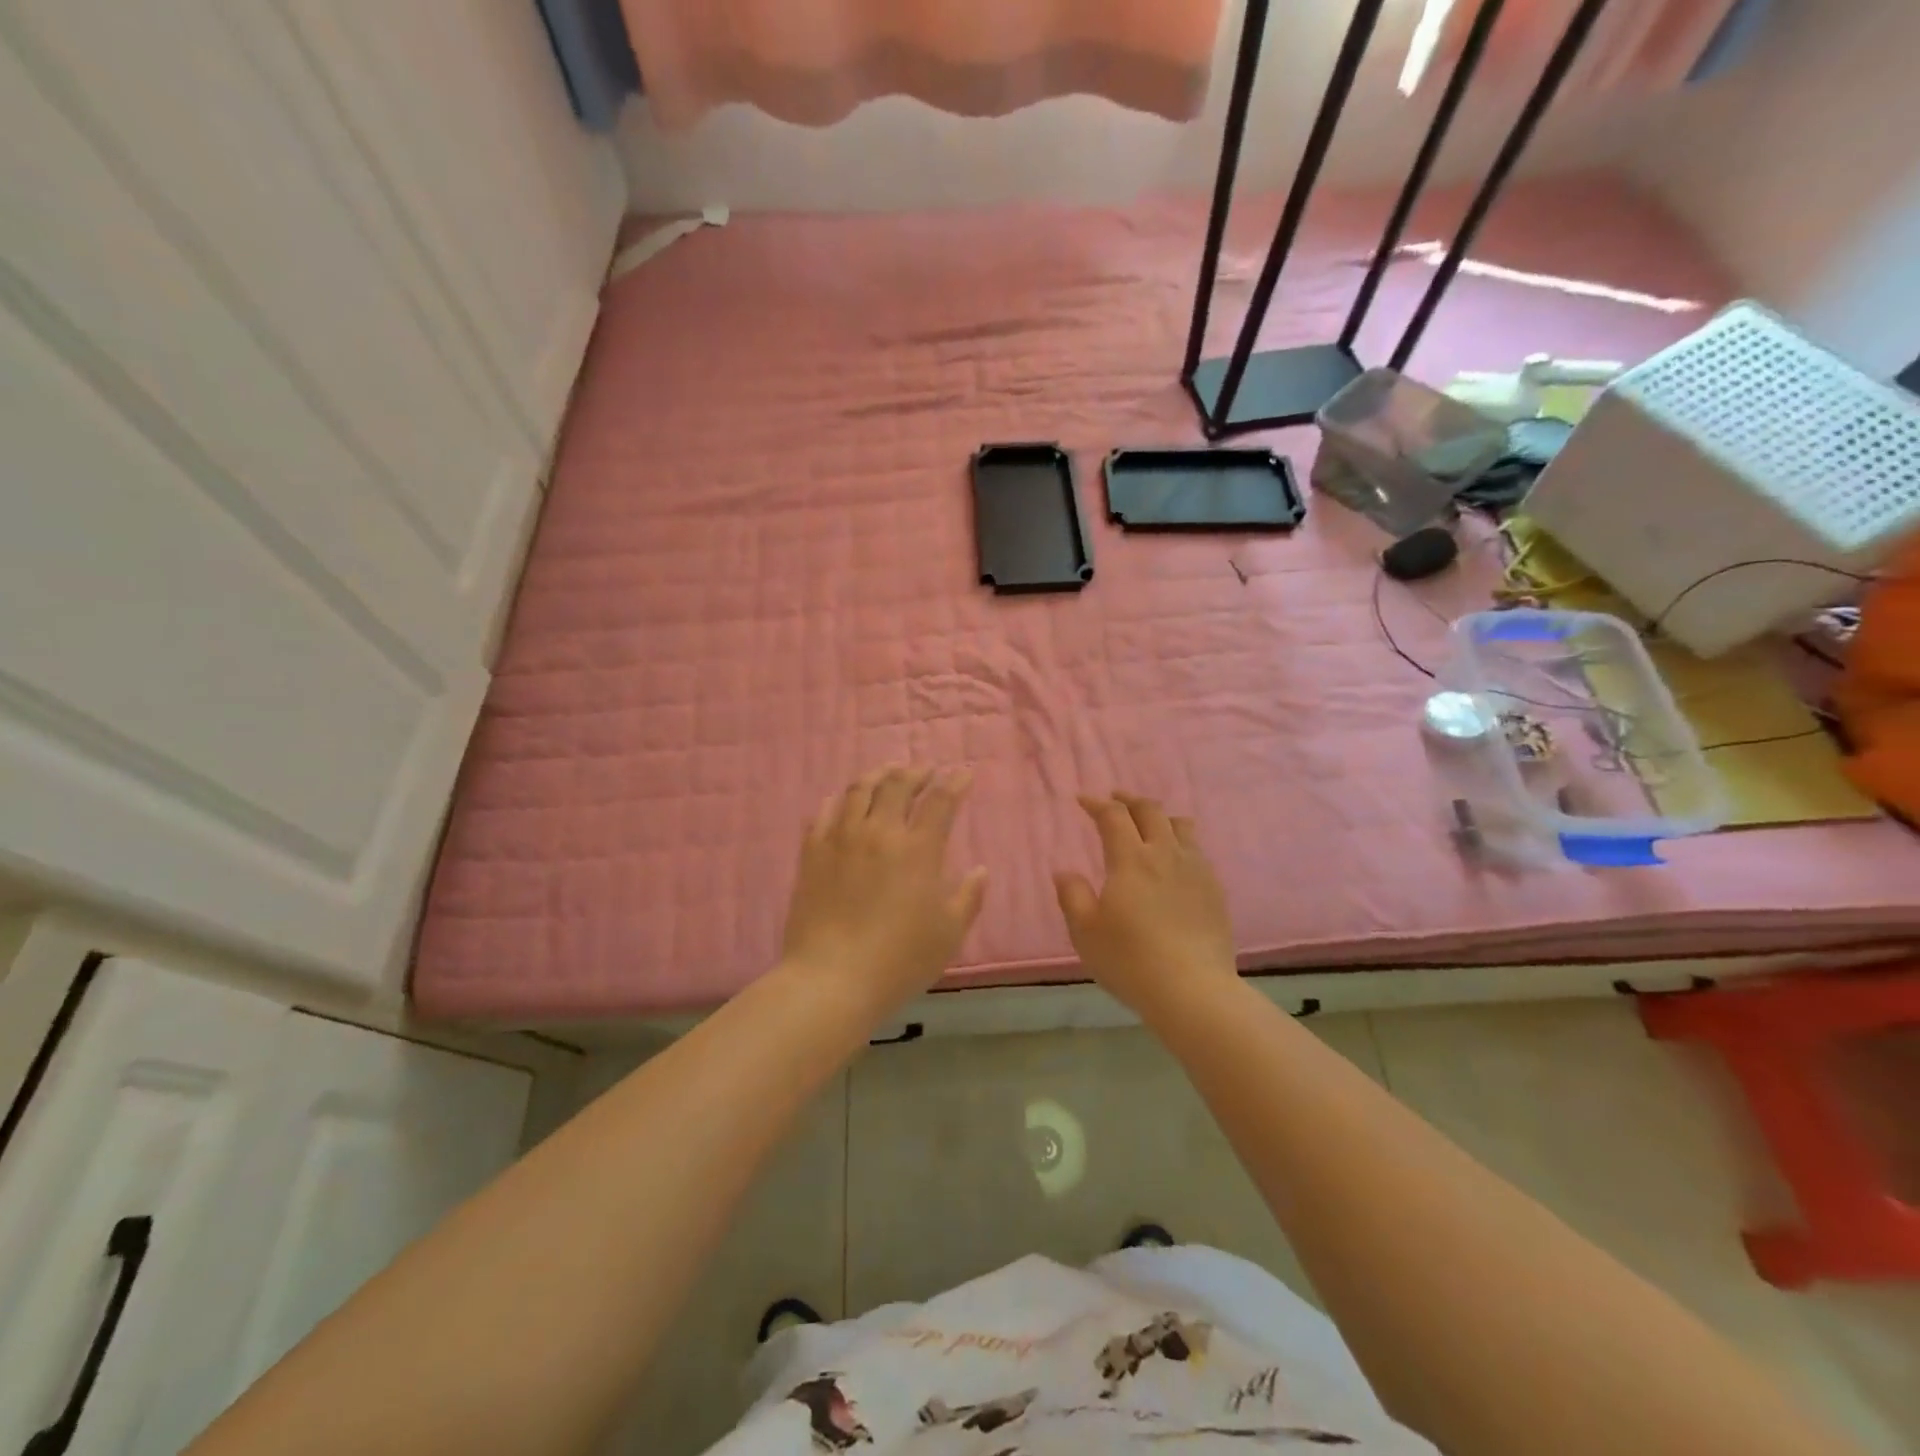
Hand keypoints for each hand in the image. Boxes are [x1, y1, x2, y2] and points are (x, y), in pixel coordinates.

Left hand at [780, 765, 988, 1016]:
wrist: (832, 979)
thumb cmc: (899, 960)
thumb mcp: (948, 934)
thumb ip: (968, 897)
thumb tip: (980, 870)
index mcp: (918, 850)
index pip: (941, 801)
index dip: (955, 783)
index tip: (964, 774)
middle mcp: (880, 832)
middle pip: (898, 785)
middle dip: (916, 772)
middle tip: (926, 771)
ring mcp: (841, 839)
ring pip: (860, 790)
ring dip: (879, 775)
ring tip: (888, 773)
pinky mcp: (812, 853)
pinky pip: (825, 812)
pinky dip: (839, 798)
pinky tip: (844, 799)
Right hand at [1053, 793, 1237, 1014]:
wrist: (1193, 990)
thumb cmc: (1130, 960)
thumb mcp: (1085, 932)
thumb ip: (1072, 895)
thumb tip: (1064, 871)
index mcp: (1131, 859)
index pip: (1114, 816)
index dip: (1097, 804)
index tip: (1083, 800)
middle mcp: (1165, 854)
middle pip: (1150, 811)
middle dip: (1129, 800)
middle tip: (1115, 800)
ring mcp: (1196, 870)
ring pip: (1180, 826)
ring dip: (1160, 817)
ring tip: (1149, 824)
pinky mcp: (1215, 890)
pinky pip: (1197, 851)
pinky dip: (1180, 842)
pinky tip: (1175, 860)